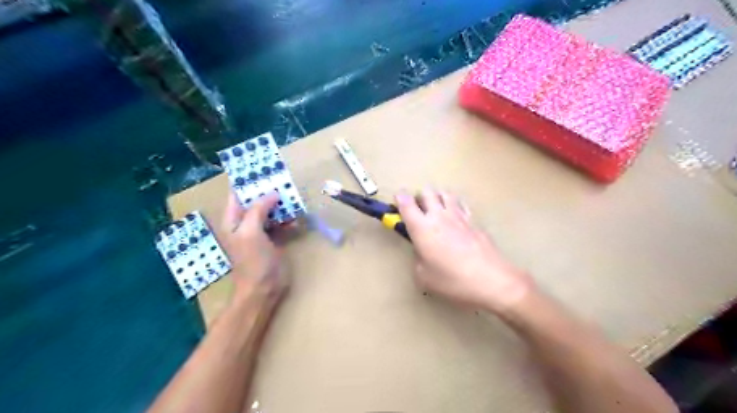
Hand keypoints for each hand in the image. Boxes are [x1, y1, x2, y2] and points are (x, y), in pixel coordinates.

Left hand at [220, 190, 289, 306]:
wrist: (263, 289)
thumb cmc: (253, 261)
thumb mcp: (251, 232)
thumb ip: (258, 210)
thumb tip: (272, 193)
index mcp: (233, 220)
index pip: (237, 194)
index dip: (248, 182)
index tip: (263, 170)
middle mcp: (245, 223)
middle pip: (256, 201)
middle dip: (269, 192)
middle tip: (284, 181)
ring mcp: (260, 232)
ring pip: (270, 211)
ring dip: (281, 205)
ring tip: (294, 197)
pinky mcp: (273, 240)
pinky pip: (280, 224)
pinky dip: (288, 220)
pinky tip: (297, 220)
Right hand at [395, 188, 532, 312]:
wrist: (492, 280)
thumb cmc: (453, 281)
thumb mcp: (424, 277)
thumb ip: (418, 259)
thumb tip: (422, 252)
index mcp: (422, 228)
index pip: (406, 203)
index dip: (399, 198)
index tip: (398, 199)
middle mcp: (439, 216)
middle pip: (427, 191)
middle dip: (419, 196)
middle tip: (419, 210)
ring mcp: (459, 216)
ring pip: (445, 193)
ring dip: (438, 197)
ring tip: (437, 210)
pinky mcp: (474, 221)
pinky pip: (461, 205)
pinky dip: (454, 206)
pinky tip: (456, 218)